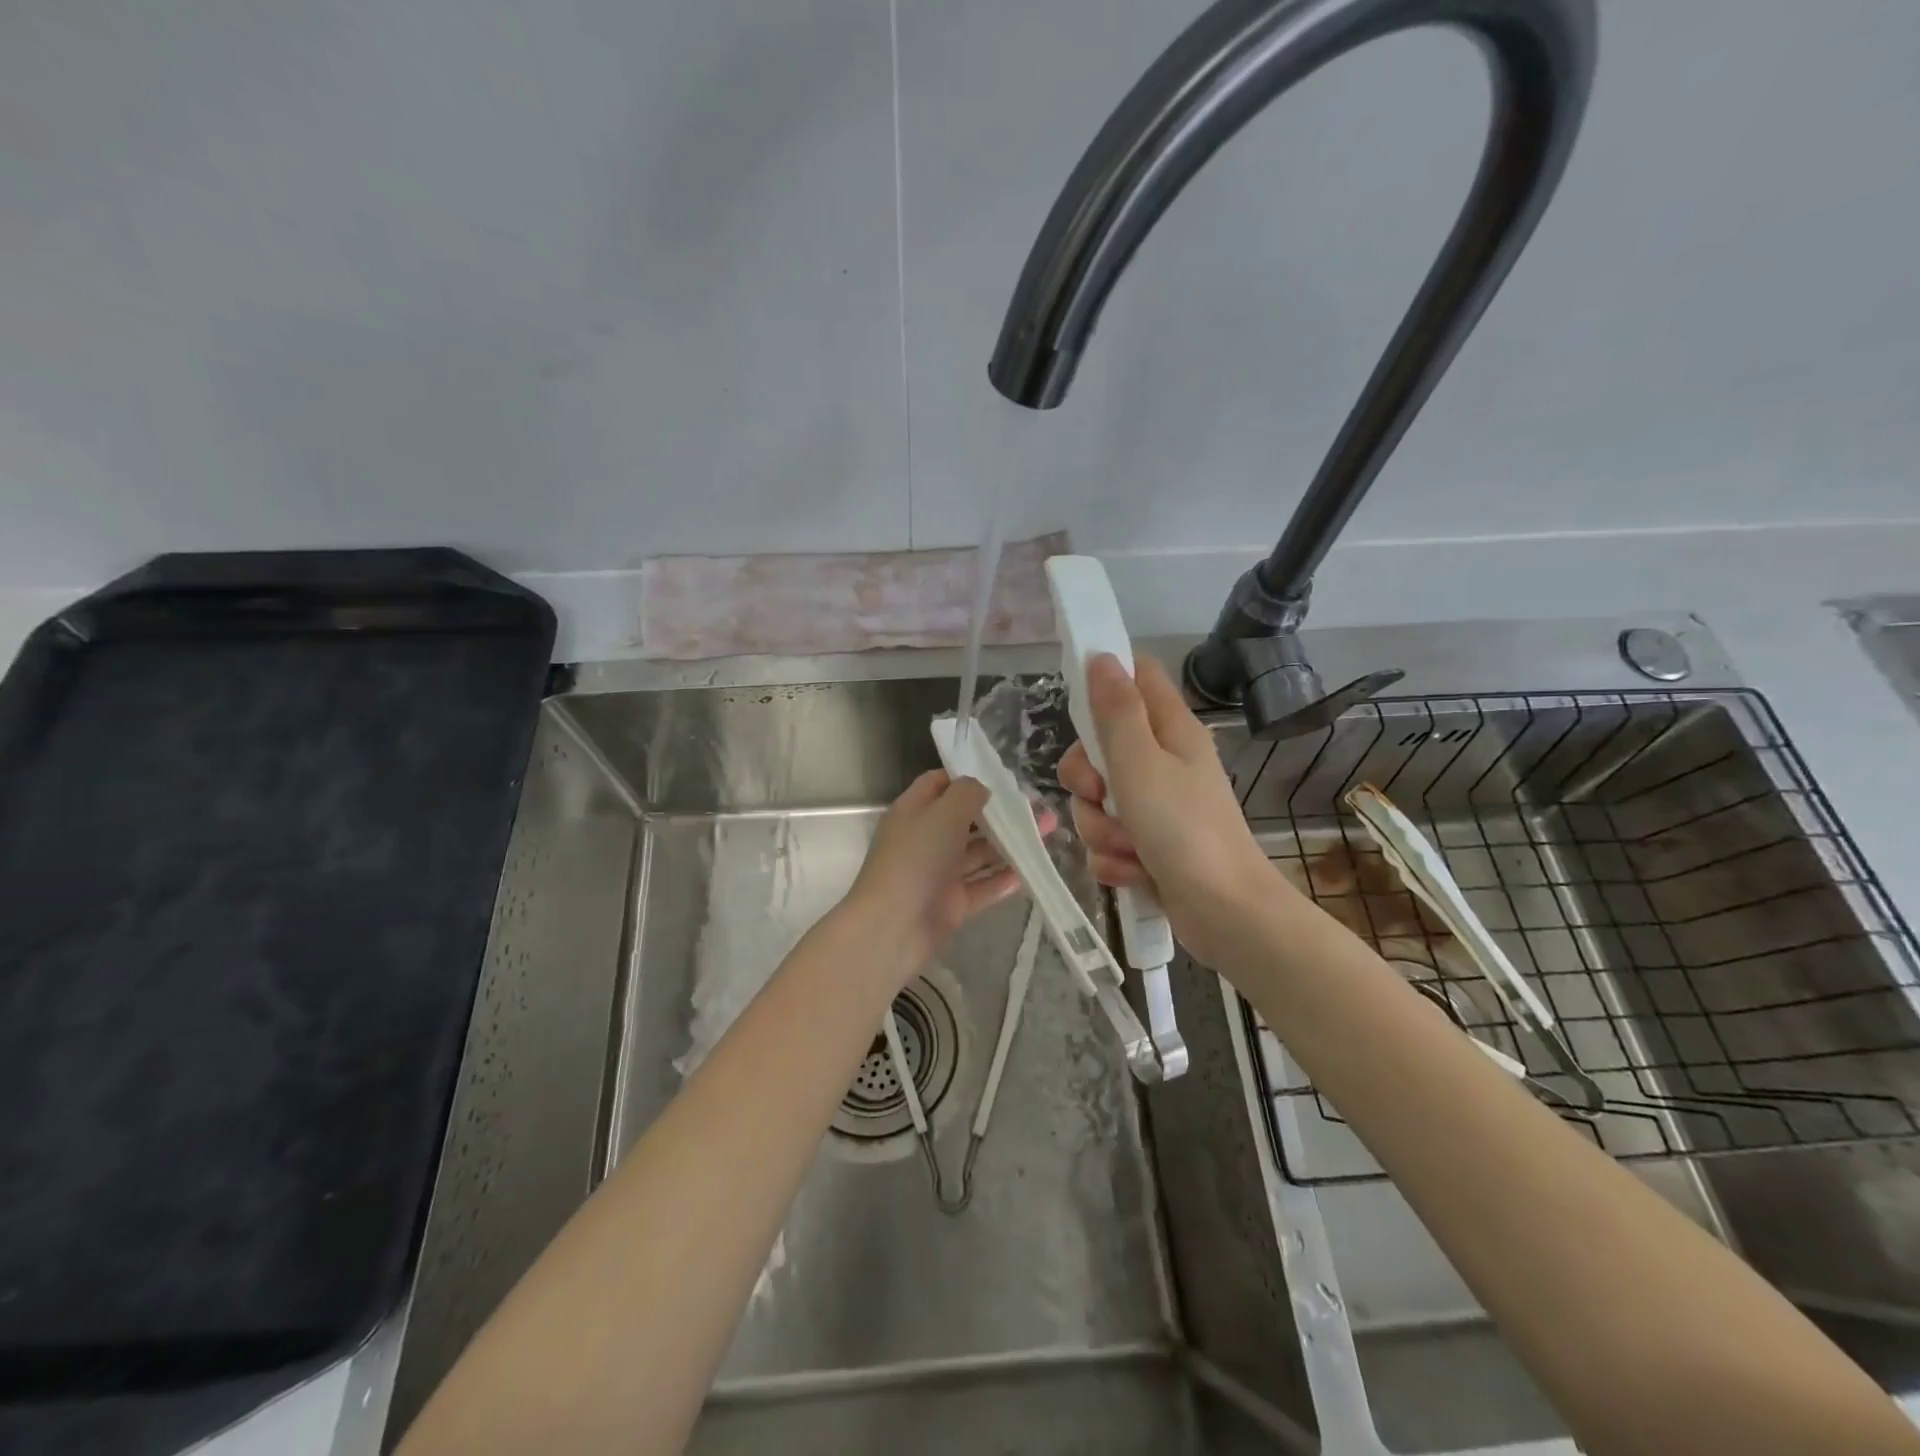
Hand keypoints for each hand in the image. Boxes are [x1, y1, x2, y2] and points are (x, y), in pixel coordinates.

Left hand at [840, 770, 1053, 982]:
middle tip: (1038, 807)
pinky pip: (983, 886)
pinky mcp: (952, 904)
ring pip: (978, 853)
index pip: (938, 784)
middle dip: (1000, 813)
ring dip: (1010, 843)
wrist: (892, 928)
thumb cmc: (915, 860)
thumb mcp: (942, 815)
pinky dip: (1005, 878)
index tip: (1002, 777)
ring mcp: (939, 873)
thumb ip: (966, 794)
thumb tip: (982, 787)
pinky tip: (1033, 870)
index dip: (967, 777)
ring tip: (1049, 832)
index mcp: (913, 812)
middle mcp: (925, 839)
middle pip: (966, 819)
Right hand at [1059, 654, 1286, 967]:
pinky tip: (1133, 872)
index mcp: (1170, 730)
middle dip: (1087, 779)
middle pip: (1101, 748)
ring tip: (1129, 847)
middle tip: (1101, 793)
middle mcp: (1163, 762)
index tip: (1077, 706)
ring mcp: (1156, 807)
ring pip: (1098, 802)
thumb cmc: (1184, 829)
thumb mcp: (1140, 762)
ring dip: (1101, 828)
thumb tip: (1102, 656)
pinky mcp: (1148, 846)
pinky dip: (1114, 859)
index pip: (1137, 677)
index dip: (1105, 682)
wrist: (1224, 913)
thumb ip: (1116, 711)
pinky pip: (1108, 840)